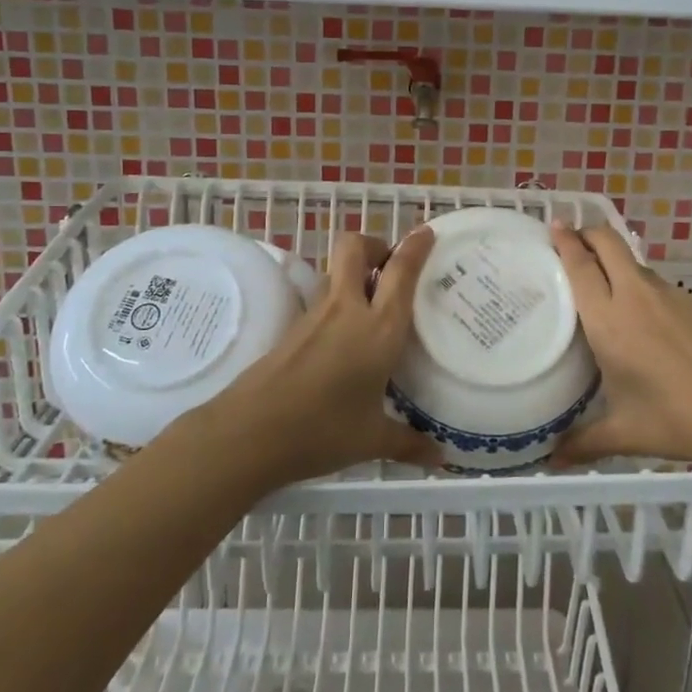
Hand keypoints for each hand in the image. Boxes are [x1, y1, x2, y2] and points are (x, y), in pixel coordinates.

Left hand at [204, 227, 440, 484]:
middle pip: (355, 247)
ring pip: (337, 272)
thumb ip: (409, 444)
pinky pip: (324, 299)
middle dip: (375, 245)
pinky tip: (347, 334)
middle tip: (392, 267)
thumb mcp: (372, 440)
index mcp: (378, 329)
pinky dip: (340, 301)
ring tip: (376, 301)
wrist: (249, 434)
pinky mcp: (292, 328)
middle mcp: (347, 310)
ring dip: (357, 272)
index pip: (400, 273)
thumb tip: (441, 459)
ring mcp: (315, 317)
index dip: (415, 247)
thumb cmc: (321, 431)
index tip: (426, 232)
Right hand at [549, 223, 691, 467]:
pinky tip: (644, 316)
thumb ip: (583, 442)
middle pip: (609, 243)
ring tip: (603, 282)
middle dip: (589, 233)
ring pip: (634, 262)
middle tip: (573, 239)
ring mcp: (670, 295)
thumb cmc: (675, 419)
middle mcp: (636, 296)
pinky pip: (658, 284)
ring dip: (615, 261)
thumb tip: (552, 460)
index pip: (581, 265)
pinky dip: (641, 285)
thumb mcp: (624, 432)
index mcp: (609, 319)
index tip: (554, 225)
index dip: (565, 240)